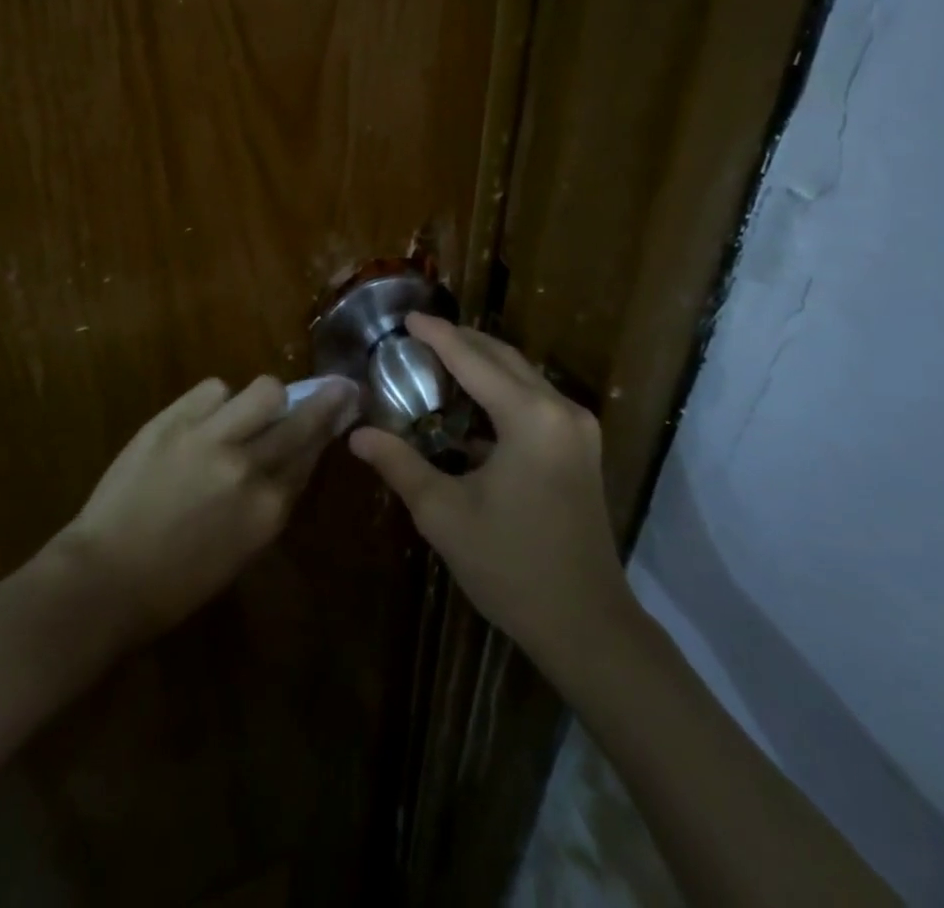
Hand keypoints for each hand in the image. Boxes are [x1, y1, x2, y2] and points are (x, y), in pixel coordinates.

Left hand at [58, 374, 356, 641]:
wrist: (104, 578)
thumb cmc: (176, 581)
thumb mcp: (242, 548)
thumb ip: (271, 500)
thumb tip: (292, 458)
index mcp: (269, 508)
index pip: (312, 453)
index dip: (330, 428)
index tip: (344, 408)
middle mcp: (248, 467)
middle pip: (302, 418)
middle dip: (327, 398)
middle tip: (338, 385)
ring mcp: (210, 438)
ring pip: (264, 390)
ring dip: (265, 398)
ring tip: (250, 408)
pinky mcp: (173, 420)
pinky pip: (213, 388)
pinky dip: (216, 400)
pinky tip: (206, 416)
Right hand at [348, 316, 628, 657]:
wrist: (586, 624)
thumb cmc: (511, 566)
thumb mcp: (444, 514)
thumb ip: (400, 465)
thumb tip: (357, 434)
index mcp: (530, 417)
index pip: (473, 360)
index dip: (437, 336)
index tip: (407, 318)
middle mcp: (560, 409)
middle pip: (504, 358)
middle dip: (462, 341)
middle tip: (419, 336)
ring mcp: (577, 429)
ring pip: (523, 376)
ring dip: (483, 364)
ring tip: (439, 360)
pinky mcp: (580, 448)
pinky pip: (535, 400)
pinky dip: (501, 392)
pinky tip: (472, 405)